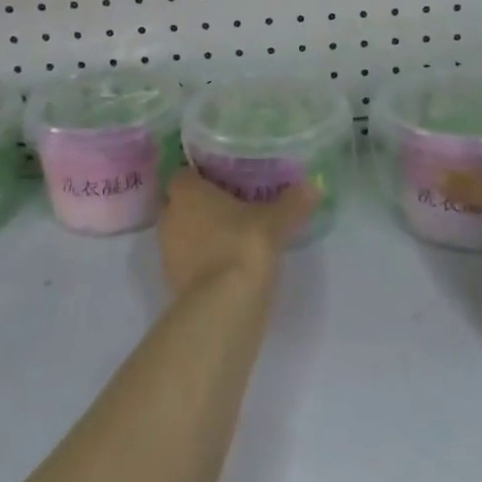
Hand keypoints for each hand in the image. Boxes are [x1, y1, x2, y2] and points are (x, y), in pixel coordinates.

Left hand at [157, 168, 316, 297]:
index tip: (223, 180)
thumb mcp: (275, 221)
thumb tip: (313, 186)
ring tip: (231, 237)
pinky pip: (187, 263)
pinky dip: (202, 262)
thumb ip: (292, 202)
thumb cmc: (243, 245)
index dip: (200, 177)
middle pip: (180, 204)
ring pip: (182, 234)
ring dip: (200, 235)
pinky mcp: (173, 283)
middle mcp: (169, 218)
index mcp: (186, 193)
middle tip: (230, 206)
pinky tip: (227, 265)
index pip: (183, 175)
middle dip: (199, 206)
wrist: (224, 306)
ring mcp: (168, 253)